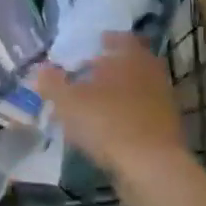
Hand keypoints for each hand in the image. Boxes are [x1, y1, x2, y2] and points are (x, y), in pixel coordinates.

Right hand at [38, 33, 191, 184]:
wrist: (151, 167)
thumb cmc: (107, 122)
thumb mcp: (68, 101)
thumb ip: (52, 83)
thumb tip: (40, 69)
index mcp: (131, 57)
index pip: (122, 39)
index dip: (107, 40)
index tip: (95, 44)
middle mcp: (151, 74)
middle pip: (131, 64)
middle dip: (111, 68)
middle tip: (89, 73)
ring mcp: (162, 102)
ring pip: (136, 90)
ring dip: (117, 93)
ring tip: (93, 103)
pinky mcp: (165, 129)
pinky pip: (140, 114)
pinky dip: (124, 116)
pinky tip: (106, 128)